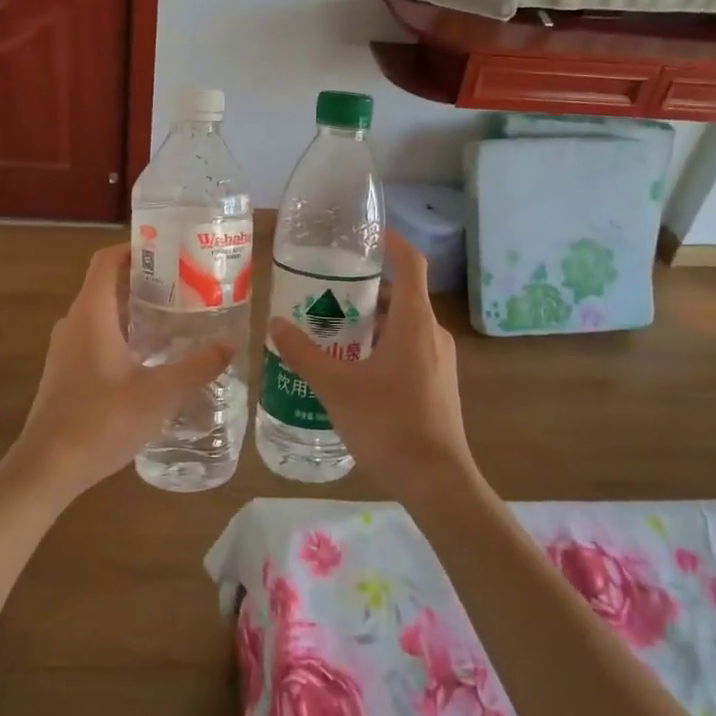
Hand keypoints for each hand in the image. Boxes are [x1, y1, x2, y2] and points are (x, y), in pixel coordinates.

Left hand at [5, 243, 235, 506]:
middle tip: (187, 285)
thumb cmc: (100, 421)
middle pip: (108, 285)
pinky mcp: (66, 372)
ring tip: (177, 317)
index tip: (170, 250)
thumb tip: (231, 342)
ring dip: (136, 310)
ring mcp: (66, 349)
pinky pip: (97, 337)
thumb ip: (197, 367)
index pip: (106, 261)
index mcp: (91, 314)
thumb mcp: (158, 395)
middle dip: (146, 281)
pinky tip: (153, 358)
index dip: (135, 249)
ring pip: (104, 314)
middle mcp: (74, 323)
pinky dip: (124, 334)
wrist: (46, 468)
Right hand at [270, 232, 479, 503]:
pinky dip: (382, 346)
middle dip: (365, 290)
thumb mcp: (336, 387)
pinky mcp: (438, 385)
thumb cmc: (388, 424)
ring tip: (331, 331)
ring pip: (404, 326)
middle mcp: (433, 334)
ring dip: (371, 322)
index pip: (410, 263)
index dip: (391, 241)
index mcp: (415, 322)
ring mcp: (440, 361)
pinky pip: (408, 349)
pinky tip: (353, 370)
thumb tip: (275, 324)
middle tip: (326, 293)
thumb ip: (304, 354)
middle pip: (401, 295)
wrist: (437, 482)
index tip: (367, 233)